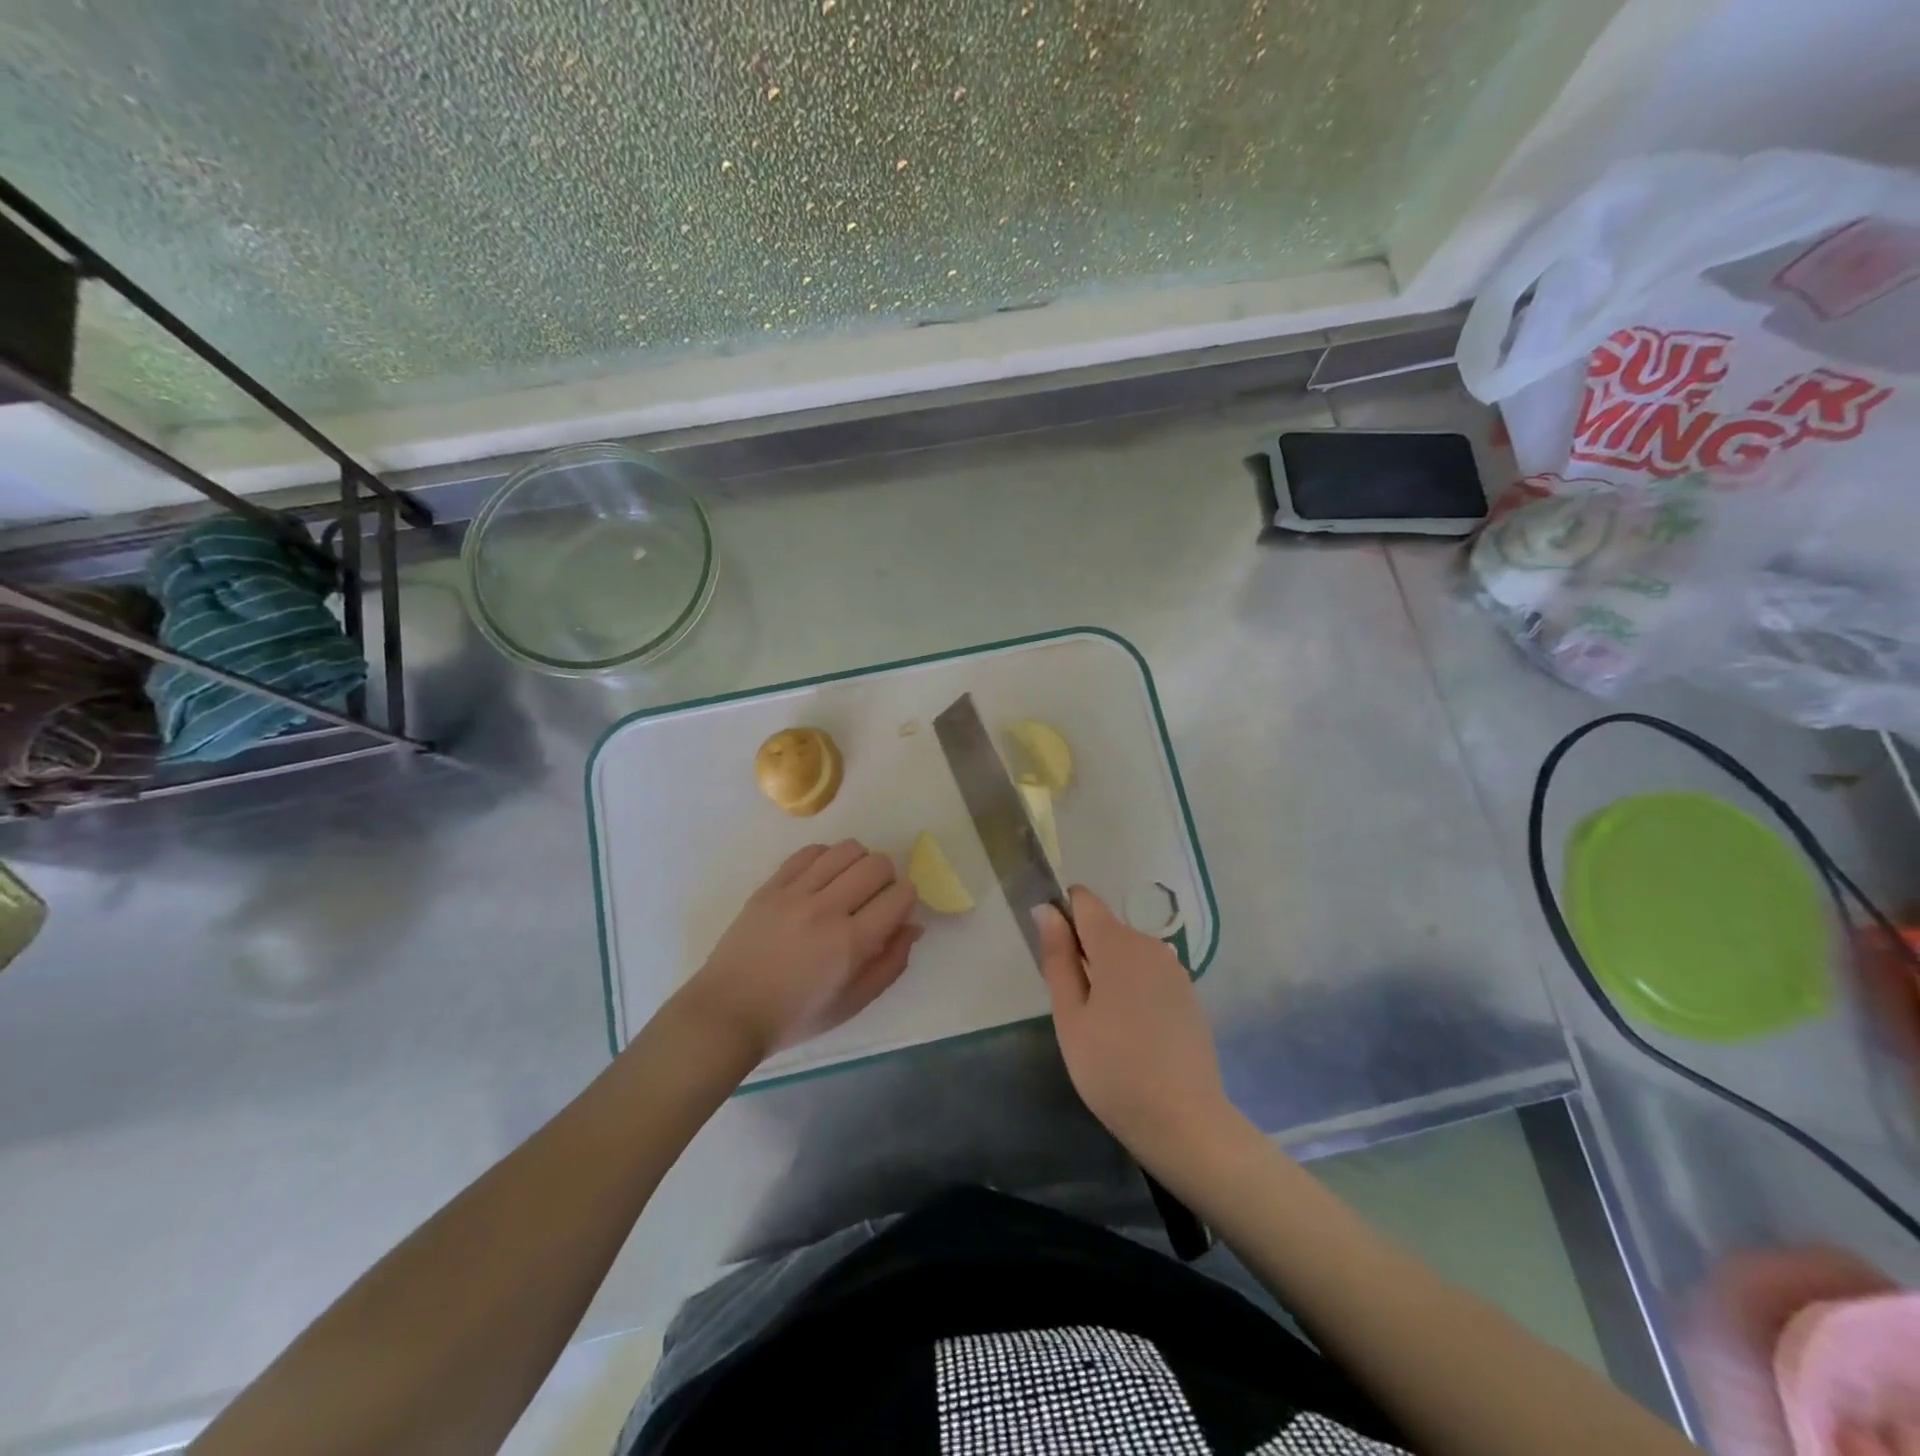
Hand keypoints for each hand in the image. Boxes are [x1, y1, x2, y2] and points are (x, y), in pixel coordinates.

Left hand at [675, 839, 921, 1064]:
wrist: (729, 1012)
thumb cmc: (796, 1016)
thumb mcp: (853, 1003)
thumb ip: (890, 964)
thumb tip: (912, 926)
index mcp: (851, 943)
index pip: (900, 895)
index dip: (907, 899)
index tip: (896, 911)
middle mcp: (826, 909)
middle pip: (877, 864)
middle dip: (887, 877)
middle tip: (874, 898)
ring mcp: (795, 893)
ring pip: (846, 850)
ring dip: (859, 862)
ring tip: (849, 883)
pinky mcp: (771, 885)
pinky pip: (810, 852)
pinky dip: (826, 858)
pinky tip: (822, 877)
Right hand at [1036, 886, 1235, 1163]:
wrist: (1184, 1121)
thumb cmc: (1113, 1069)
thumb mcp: (1070, 1016)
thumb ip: (1057, 957)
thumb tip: (1045, 910)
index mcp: (1117, 944)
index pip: (1083, 901)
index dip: (1062, 915)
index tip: (1054, 956)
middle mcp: (1150, 945)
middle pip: (1106, 928)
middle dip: (1084, 952)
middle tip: (1074, 1006)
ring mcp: (1175, 969)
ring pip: (1128, 952)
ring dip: (1109, 972)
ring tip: (1102, 1024)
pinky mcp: (1189, 994)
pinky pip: (1150, 974)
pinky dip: (1134, 988)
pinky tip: (1132, 1032)